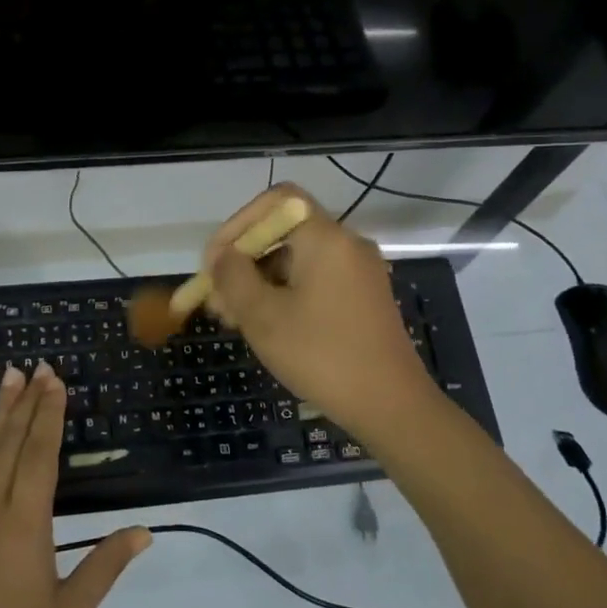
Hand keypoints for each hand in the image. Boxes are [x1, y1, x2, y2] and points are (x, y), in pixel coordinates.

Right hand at [202, 184, 442, 444]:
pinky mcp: (363, 298)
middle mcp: (347, 244)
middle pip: (284, 231)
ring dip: (260, 281)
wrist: (391, 406)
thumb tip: (221, 256)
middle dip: (243, 260)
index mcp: (326, 238)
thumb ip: (233, 277)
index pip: (275, 201)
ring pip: (297, 259)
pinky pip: (315, 280)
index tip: (215, 263)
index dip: (238, 224)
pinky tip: (265, 326)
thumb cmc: (322, 356)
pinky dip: (285, 293)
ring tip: (233, 319)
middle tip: (216, 299)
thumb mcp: (263, 316)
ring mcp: (358, 272)